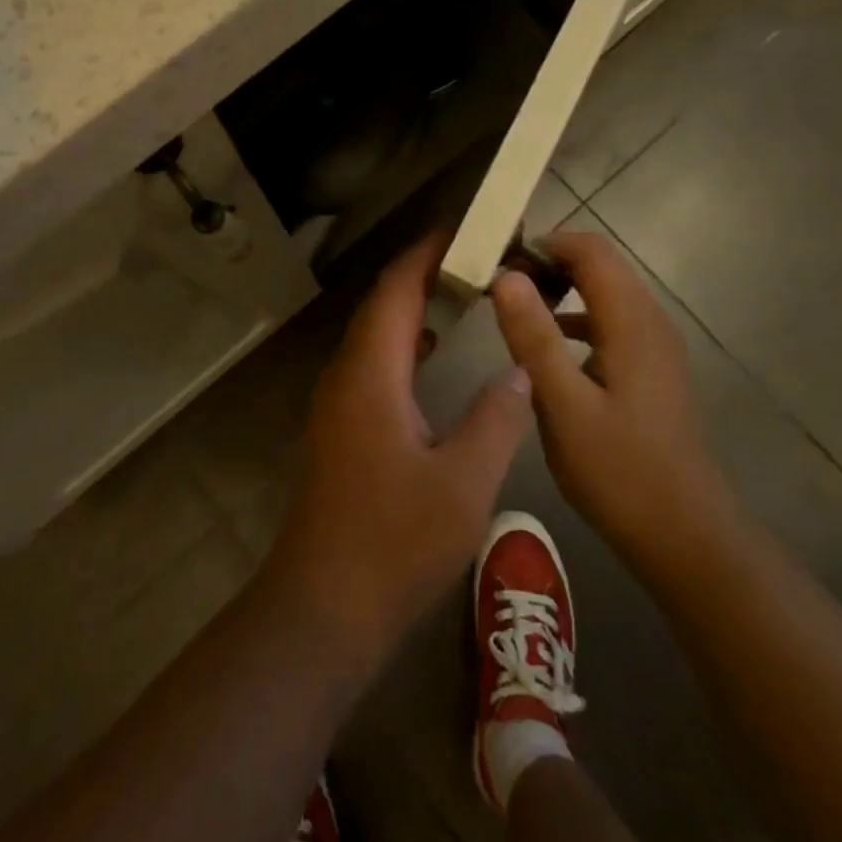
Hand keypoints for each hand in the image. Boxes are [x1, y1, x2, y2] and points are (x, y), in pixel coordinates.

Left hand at [266, 237, 532, 670]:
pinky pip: (371, 366)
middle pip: (382, 306)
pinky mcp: (339, 430)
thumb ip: (496, 418)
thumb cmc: (394, 543)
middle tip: (474, 260)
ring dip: (412, 309)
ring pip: (375, 337)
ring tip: (460, 296)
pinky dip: (403, 346)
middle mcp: (346, 377)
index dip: (426, 254)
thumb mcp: (464, 481)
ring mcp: (336, 405)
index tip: (464, 232)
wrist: (322, 608)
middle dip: (422, 275)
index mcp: (371, 374)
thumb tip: (520, 371)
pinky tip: (431, 358)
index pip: (396, 290)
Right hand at [490, 232, 729, 582]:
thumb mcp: (563, 405)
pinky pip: (611, 324)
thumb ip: (533, 337)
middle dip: (551, 264)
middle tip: (501, 286)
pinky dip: (577, 319)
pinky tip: (548, 351)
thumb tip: (506, 276)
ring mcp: (655, 347)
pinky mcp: (652, 370)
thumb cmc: (618, 470)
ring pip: (606, 294)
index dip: (546, 243)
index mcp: (631, 322)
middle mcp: (650, 322)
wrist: (683, 533)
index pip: (591, 250)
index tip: (501, 261)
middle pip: (601, 265)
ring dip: (563, 290)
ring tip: (516, 311)